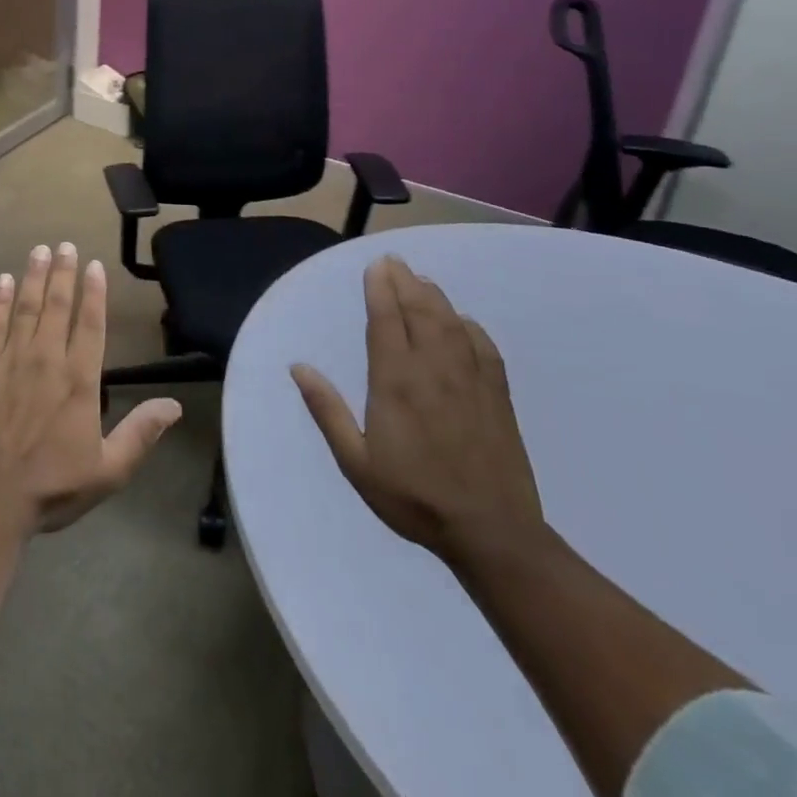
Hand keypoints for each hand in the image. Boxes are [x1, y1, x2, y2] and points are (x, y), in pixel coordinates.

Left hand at [0, 244, 181, 536]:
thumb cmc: (53, 486)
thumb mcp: (108, 470)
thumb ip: (140, 433)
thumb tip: (175, 405)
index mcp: (79, 381)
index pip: (90, 325)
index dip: (94, 292)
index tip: (94, 265)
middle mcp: (46, 360)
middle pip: (57, 306)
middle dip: (63, 273)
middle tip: (66, 244)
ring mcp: (10, 360)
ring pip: (25, 307)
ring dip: (33, 277)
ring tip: (39, 250)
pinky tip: (2, 281)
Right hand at [290, 255, 544, 563]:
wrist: (491, 534)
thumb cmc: (413, 497)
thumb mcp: (355, 461)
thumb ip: (327, 410)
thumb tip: (298, 367)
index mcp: (395, 382)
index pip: (386, 321)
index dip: (380, 289)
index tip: (375, 266)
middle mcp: (433, 371)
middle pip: (419, 312)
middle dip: (405, 282)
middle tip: (394, 261)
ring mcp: (470, 382)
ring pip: (451, 324)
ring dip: (435, 297)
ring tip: (422, 280)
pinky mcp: (498, 398)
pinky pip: (485, 349)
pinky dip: (471, 328)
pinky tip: (463, 321)